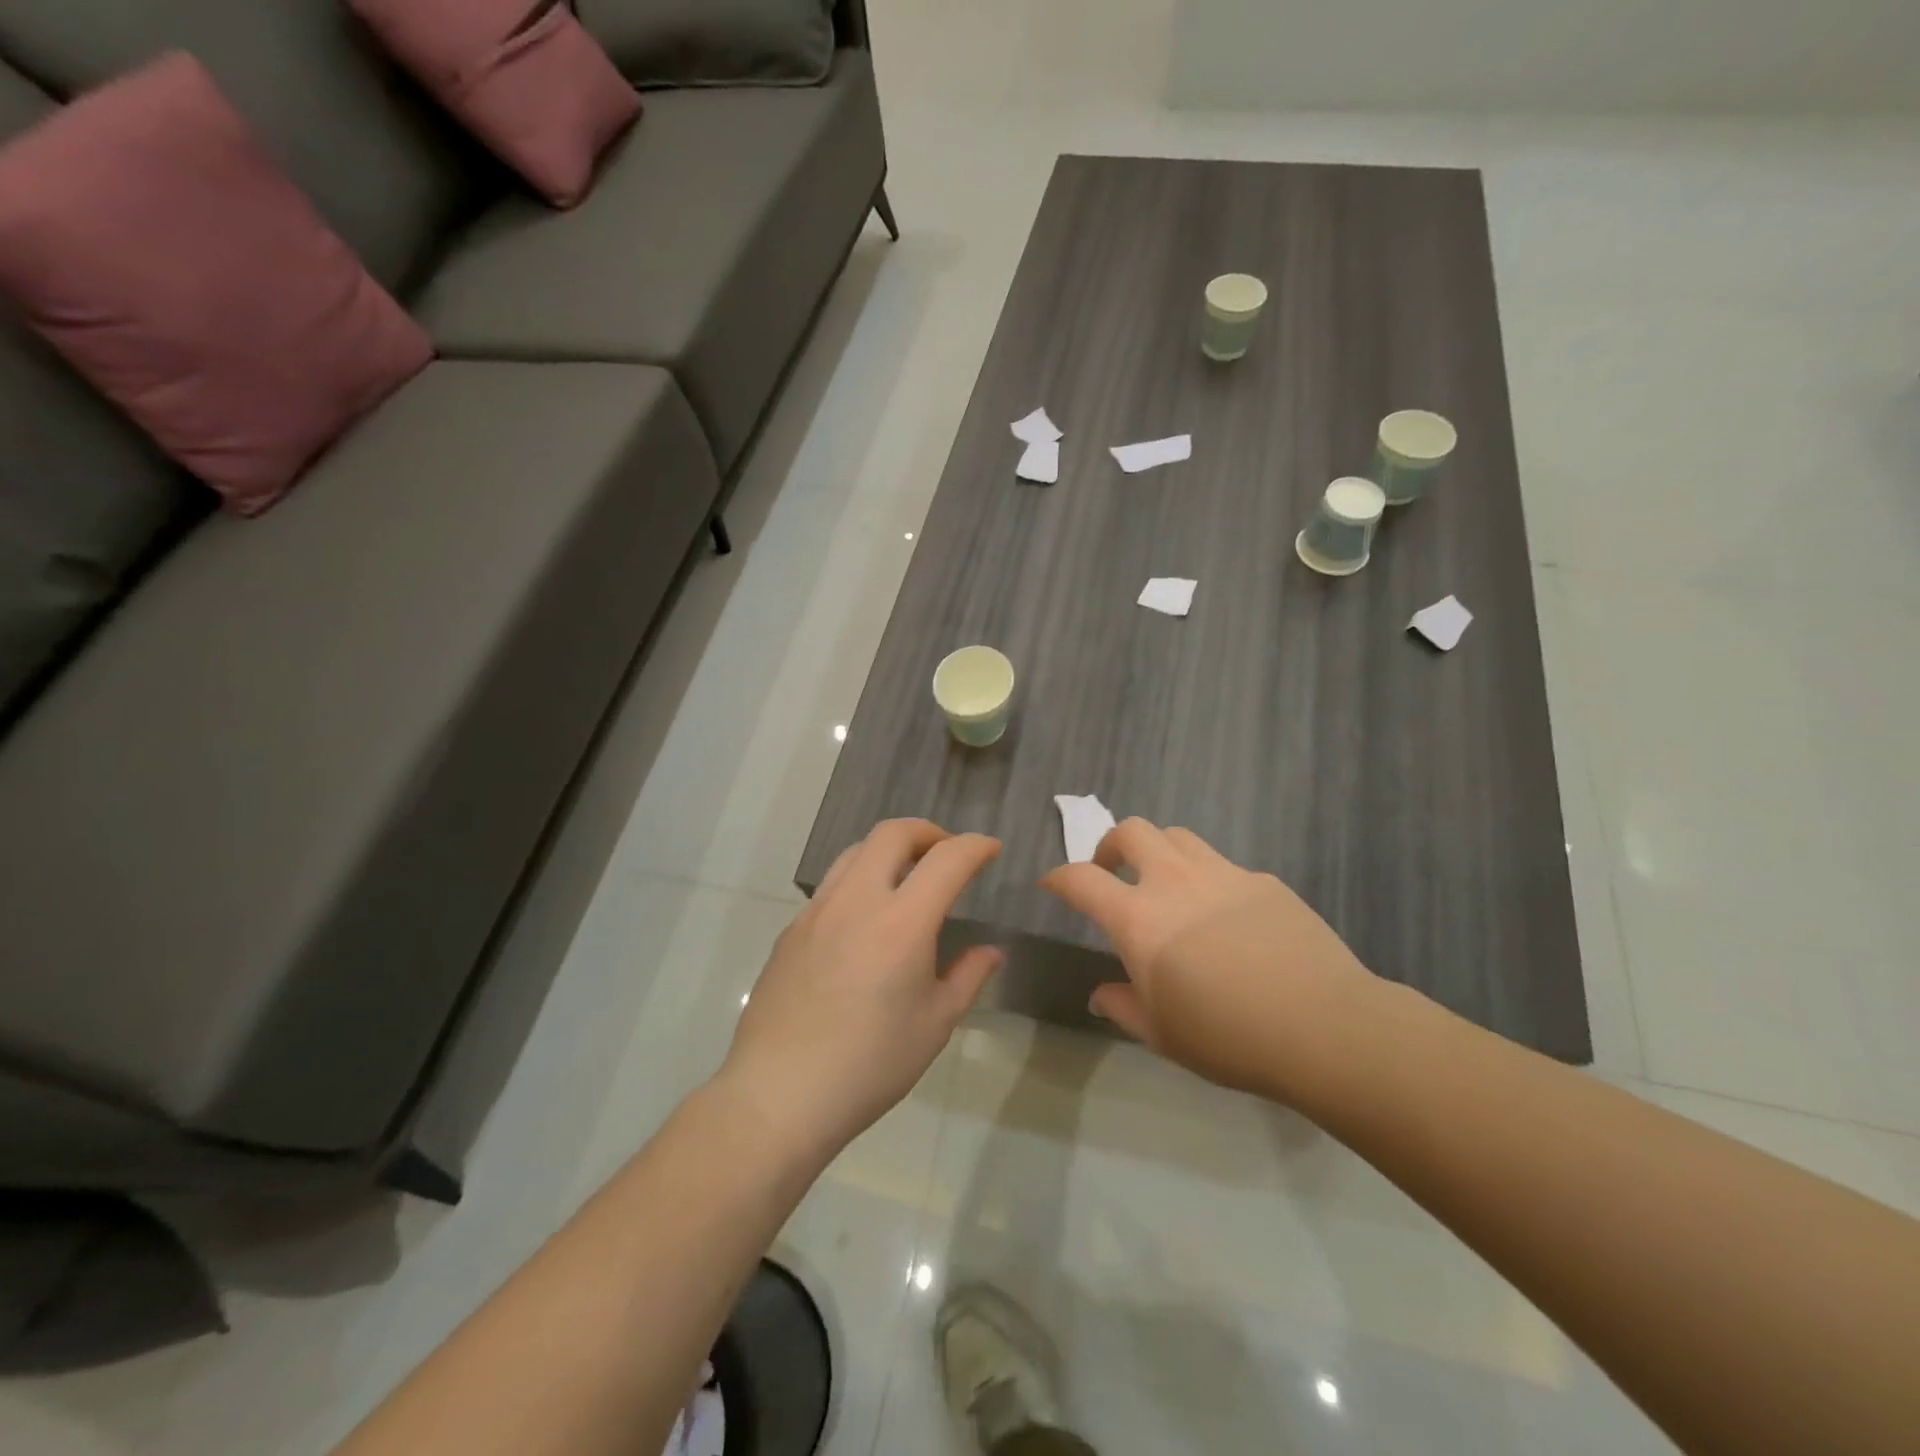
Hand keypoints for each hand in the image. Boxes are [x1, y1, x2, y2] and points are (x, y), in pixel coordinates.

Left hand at [716, 820, 1003, 1162]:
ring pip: (856, 852)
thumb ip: (967, 976)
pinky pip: (831, 885)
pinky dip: (859, 881)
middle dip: (928, 831)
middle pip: (892, 832)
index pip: (947, 859)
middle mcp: (857, 900)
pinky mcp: (791, 929)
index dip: (975, 846)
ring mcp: (817, 911)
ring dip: (889, 850)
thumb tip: (990, 951)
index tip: (991, 850)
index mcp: (902, 922)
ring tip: (907, 879)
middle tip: (947, 854)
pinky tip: (865, 922)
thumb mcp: (934, 1024)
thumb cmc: (870, 1065)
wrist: (779, 1095)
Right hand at [1041, 819, 1373, 1100]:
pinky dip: (1209, 880)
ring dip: (1159, 851)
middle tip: (1113, 872)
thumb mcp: (1161, 1034)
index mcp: (1139, 918)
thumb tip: (1100, 995)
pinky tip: (1226, 917)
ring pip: (1178, 836)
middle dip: (1111, 844)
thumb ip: (1122, 1007)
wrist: (1324, 1026)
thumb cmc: (1228, 1036)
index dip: (1059, 878)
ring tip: (1165, 883)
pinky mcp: (1264, 881)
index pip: (1081, 880)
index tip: (1053, 885)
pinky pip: (1224, 866)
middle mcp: (1175, 882)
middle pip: (1132, 831)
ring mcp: (1223, 875)